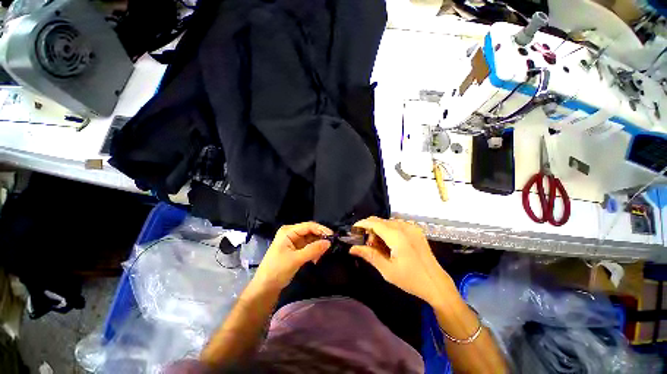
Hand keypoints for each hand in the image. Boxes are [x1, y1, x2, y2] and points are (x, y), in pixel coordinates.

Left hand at [253, 222, 332, 290]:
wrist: (265, 287)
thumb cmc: (277, 270)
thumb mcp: (296, 259)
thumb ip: (313, 250)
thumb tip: (329, 242)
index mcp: (288, 231)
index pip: (308, 226)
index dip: (321, 229)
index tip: (332, 236)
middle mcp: (292, 233)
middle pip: (310, 232)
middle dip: (320, 239)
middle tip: (329, 247)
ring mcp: (294, 241)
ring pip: (311, 239)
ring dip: (317, 247)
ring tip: (322, 256)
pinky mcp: (296, 249)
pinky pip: (309, 246)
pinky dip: (314, 251)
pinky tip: (316, 259)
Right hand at [350, 217, 455, 304]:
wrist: (436, 284)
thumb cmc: (411, 279)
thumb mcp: (387, 270)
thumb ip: (369, 255)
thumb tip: (352, 249)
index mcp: (397, 236)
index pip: (374, 223)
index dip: (362, 224)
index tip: (353, 229)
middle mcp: (404, 227)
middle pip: (380, 221)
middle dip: (370, 229)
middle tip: (368, 245)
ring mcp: (412, 227)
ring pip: (388, 222)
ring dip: (379, 230)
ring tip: (379, 247)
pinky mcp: (416, 230)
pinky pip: (397, 225)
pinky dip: (389, 230)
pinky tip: (390, 244)